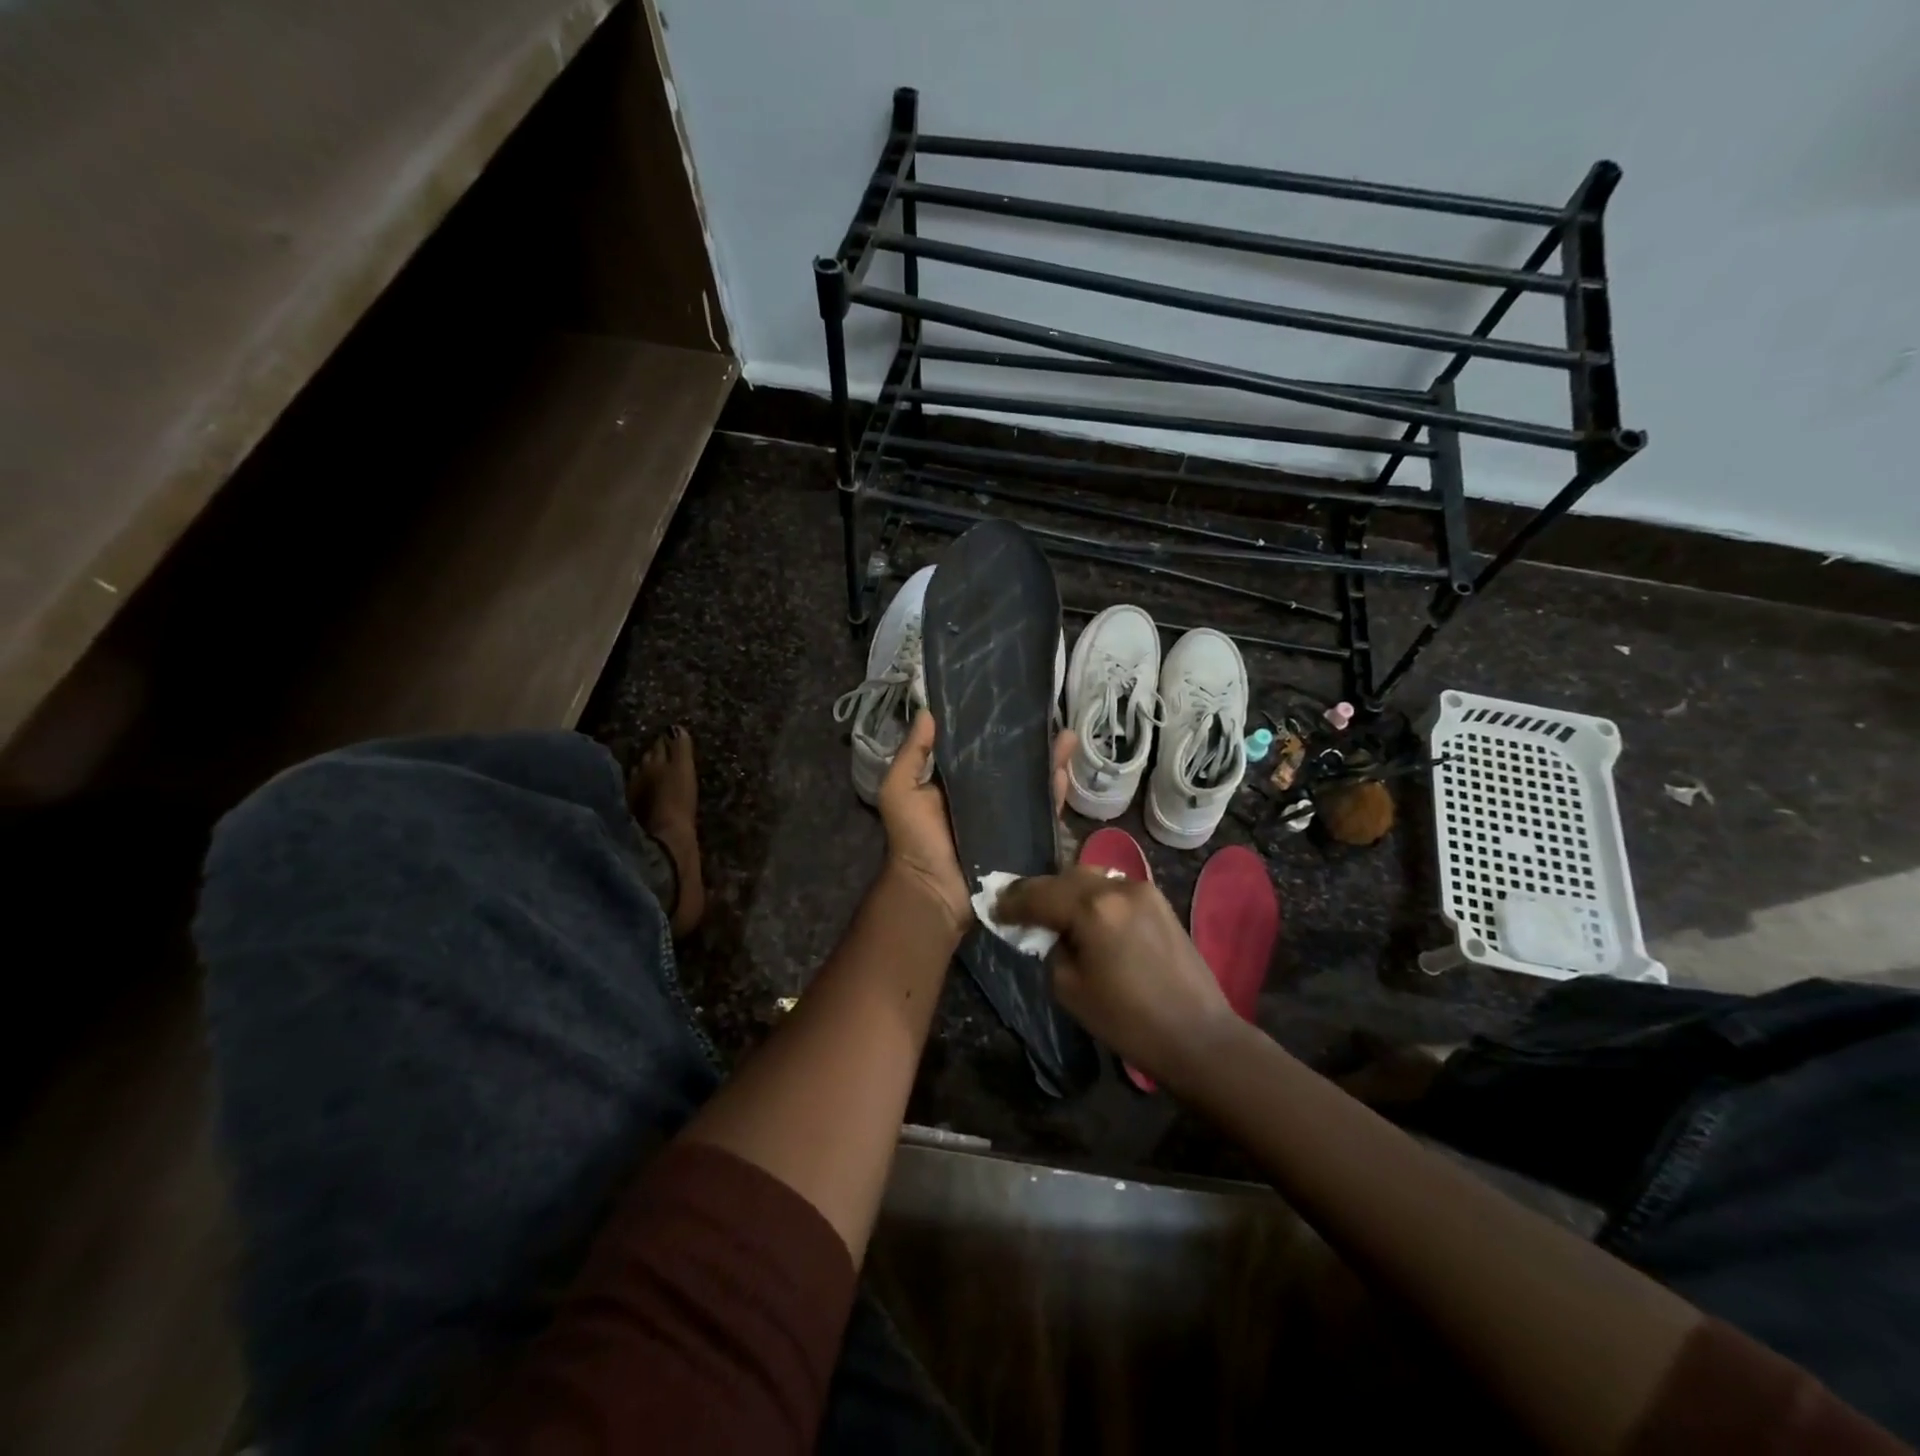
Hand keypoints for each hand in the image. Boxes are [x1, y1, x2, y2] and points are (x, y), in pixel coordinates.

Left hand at [877, 711, 1074, 941]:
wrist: (933, 892)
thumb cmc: (913, 840)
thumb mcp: (900, 790)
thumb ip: (912, 753)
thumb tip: (927, 710)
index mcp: (957, 783)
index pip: (981, 749)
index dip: (996, 729)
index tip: (1012, 702)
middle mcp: (986, 797)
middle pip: (1015, 764)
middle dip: (1033, 743)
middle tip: (1050, 717)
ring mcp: (1009, 818)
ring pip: (1035, 784)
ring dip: (1052, 761)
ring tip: (1068, 736)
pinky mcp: (1025, 839)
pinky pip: (1045, 812)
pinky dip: (1056, 793)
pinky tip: (1065, 772)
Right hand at [994, 867, 1237, 1086]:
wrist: (1197, 1035)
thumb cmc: (1128, 1020)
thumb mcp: (1069, 988)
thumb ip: (1051, 949)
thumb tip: (1047, 933)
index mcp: (1092, 908)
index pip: (1039, 894)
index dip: (1012, 902)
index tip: (995, 909)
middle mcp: (1117, 887)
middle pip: (1064, 877)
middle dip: (1038, 891)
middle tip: (1018, 908)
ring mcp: (1142, 889)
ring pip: (1090, 876)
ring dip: (1066, 890)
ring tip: (1051, 910)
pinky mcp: (1158, 900)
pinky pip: (1113, 887)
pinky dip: (1092, 895)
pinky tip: (1085, 915)